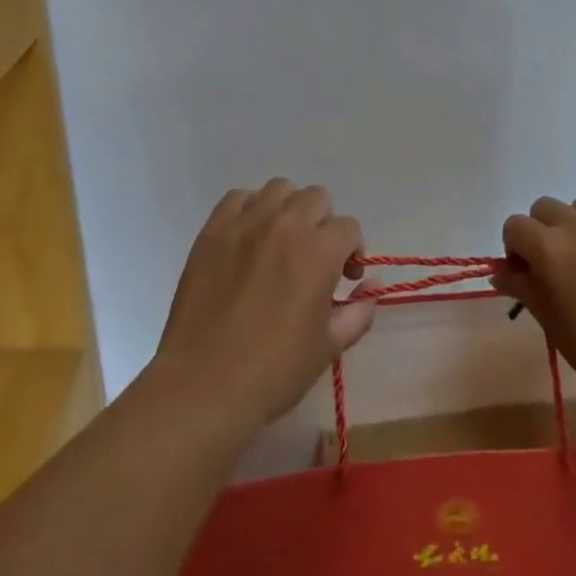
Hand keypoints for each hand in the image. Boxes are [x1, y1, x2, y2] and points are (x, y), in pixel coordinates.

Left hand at [152, 180, 375, 430]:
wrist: (202, 387)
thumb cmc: (273, 372)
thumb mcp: (328, 347)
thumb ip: (359, 311)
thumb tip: (372, 286)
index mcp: (319, 251)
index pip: (349, 227)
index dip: (352, 251)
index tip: (344, 278)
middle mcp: (286, 225)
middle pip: (317, 198)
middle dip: (324, 224)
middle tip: (313, 258)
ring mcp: (246, 223)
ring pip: (280, 189)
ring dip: (289, 209)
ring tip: (281, 242)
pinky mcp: (213, 231)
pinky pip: (238, 197)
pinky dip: (249, 209)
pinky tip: (248, 238)